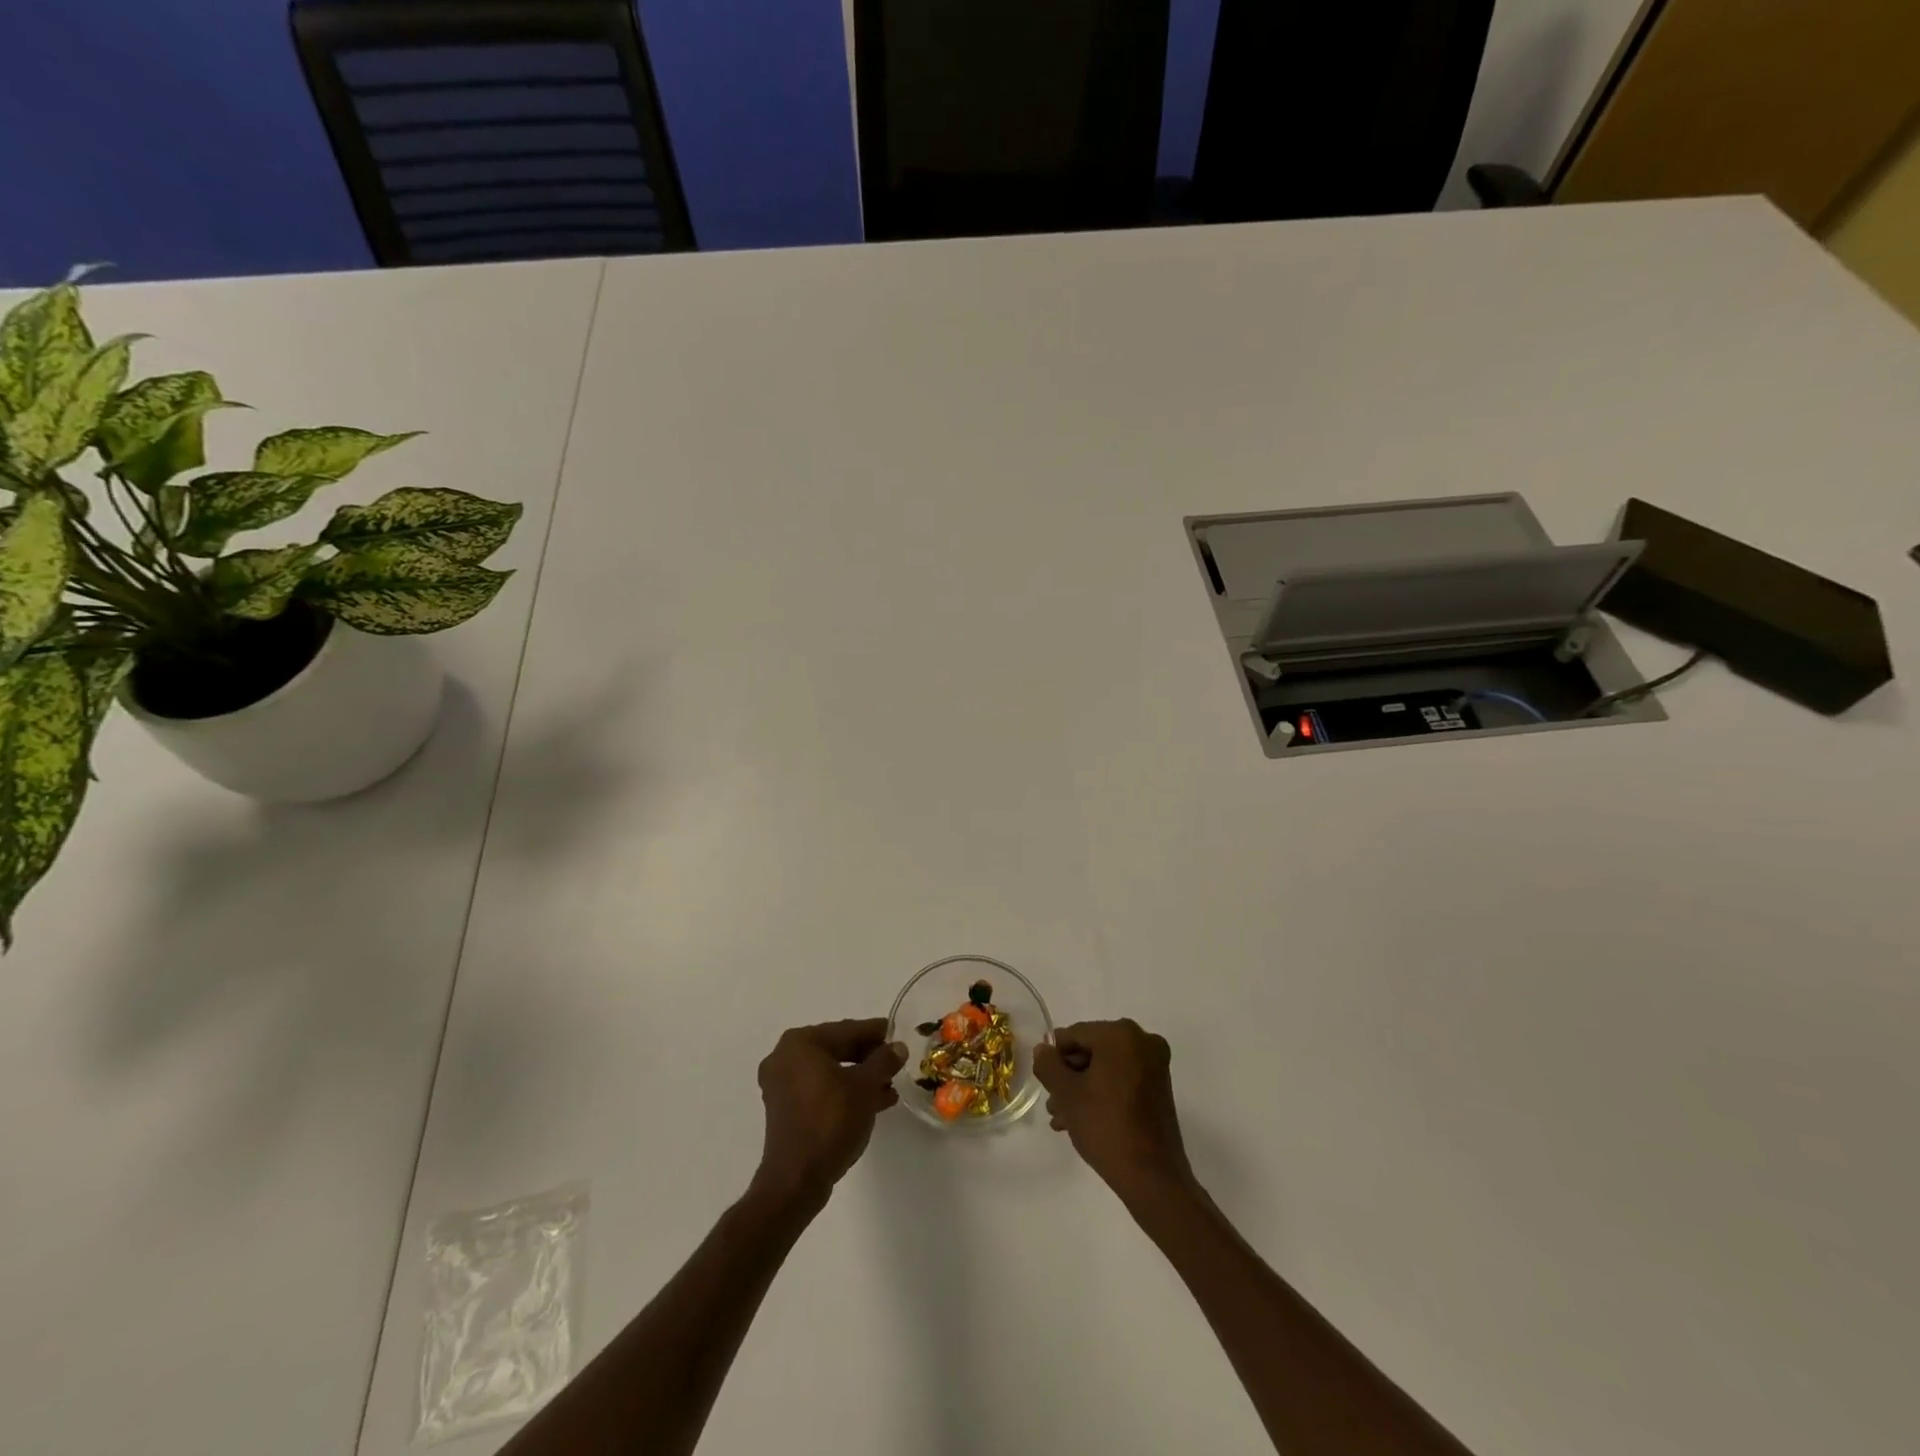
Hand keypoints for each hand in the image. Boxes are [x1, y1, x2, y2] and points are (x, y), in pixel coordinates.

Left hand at [754, 1019, 905, 1204]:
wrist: (797, 1179)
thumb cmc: (831, 1121)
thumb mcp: (865, 1087)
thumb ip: (884, 1061)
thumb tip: (897, 1047)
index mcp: (800, 1043)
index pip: (846, 1030)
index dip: (875, 1033)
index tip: (897, 1034)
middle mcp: (785, 1057)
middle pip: (837, 1049)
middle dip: (868, 1058)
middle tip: (895, 1063)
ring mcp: (781, 1085)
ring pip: (830, 1072)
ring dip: (859, 1078)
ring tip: (889, 1088)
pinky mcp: (784, 1110)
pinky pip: (820, 1090)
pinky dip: (843, 1093)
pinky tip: (872, 1103)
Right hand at [1033, 1019, 1195, 1201]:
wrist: (1152, 1178)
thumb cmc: (1106, 1126)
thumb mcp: (1067, 1094)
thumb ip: (1048, 1065)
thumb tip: (1043, 1049)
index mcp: (1121, 1034)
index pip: (1075, 1034)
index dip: (1054, 1056)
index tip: (1043, 1080)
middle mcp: (1143, 1041)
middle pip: (1092, 1051)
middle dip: (1069, 1076)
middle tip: (1052, 1102)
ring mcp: (1155, 1066)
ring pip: (1106, 1068)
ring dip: (1082, 1088)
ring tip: (1062, 1117)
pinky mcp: (1160, 1088)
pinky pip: (1122, 1080)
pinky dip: (1103, 1094)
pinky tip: (1082, 1120)